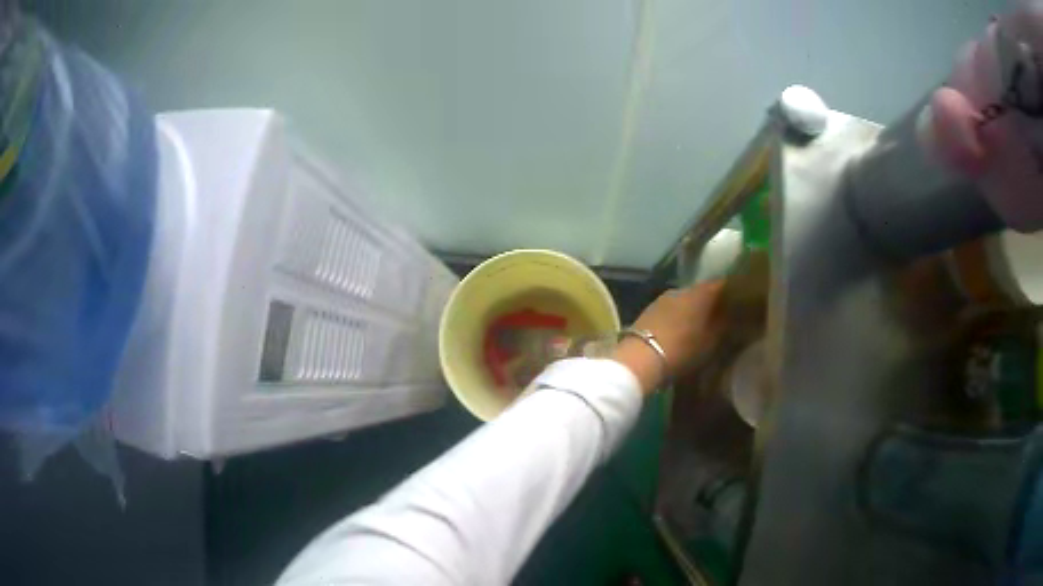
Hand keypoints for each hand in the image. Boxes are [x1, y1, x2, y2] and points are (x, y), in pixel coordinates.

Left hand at [612, 281, 725, 394]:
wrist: (641, 358)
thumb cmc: (682, 349)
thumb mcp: (711, 341)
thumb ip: (723, 325)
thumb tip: (732, 314)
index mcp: (700, 293)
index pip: (720, 285)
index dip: (731, 292)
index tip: (739, 301)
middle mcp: (682, 289)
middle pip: (701, 292)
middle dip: (710, 302)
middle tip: (719, 316)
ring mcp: (663, 298)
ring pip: (684, 300)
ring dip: (692, 310)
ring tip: (699, 325)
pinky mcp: (649, 310)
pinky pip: (671, 309)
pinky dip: (678, 316)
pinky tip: (679, 329)